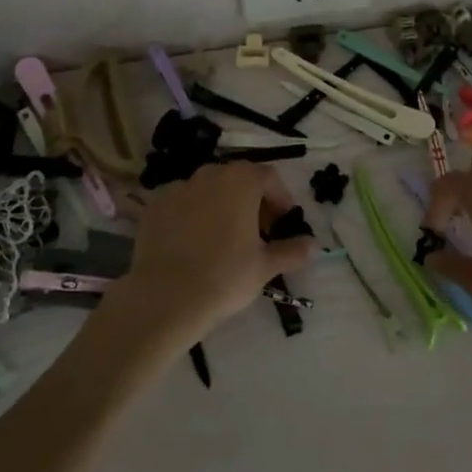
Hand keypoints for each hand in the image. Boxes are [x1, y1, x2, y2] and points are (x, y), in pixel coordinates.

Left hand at [106, 162, 314, 344]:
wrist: (165, 297)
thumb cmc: (224, 277)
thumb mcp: (264, 267)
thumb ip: (292, 251)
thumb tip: (316, 245)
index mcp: (242, 180)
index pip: (269, 178)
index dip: (280, 200)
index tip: (282, 225)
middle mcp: (211, 173)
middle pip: (239, 180)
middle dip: (252, 201)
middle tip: (257, 233)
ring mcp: (180, 186)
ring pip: (209, 190)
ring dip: (222, 205)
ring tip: (224, 238)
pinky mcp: (155, 204)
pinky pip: (182, 202)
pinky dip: (192, 214)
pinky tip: (192, 242)